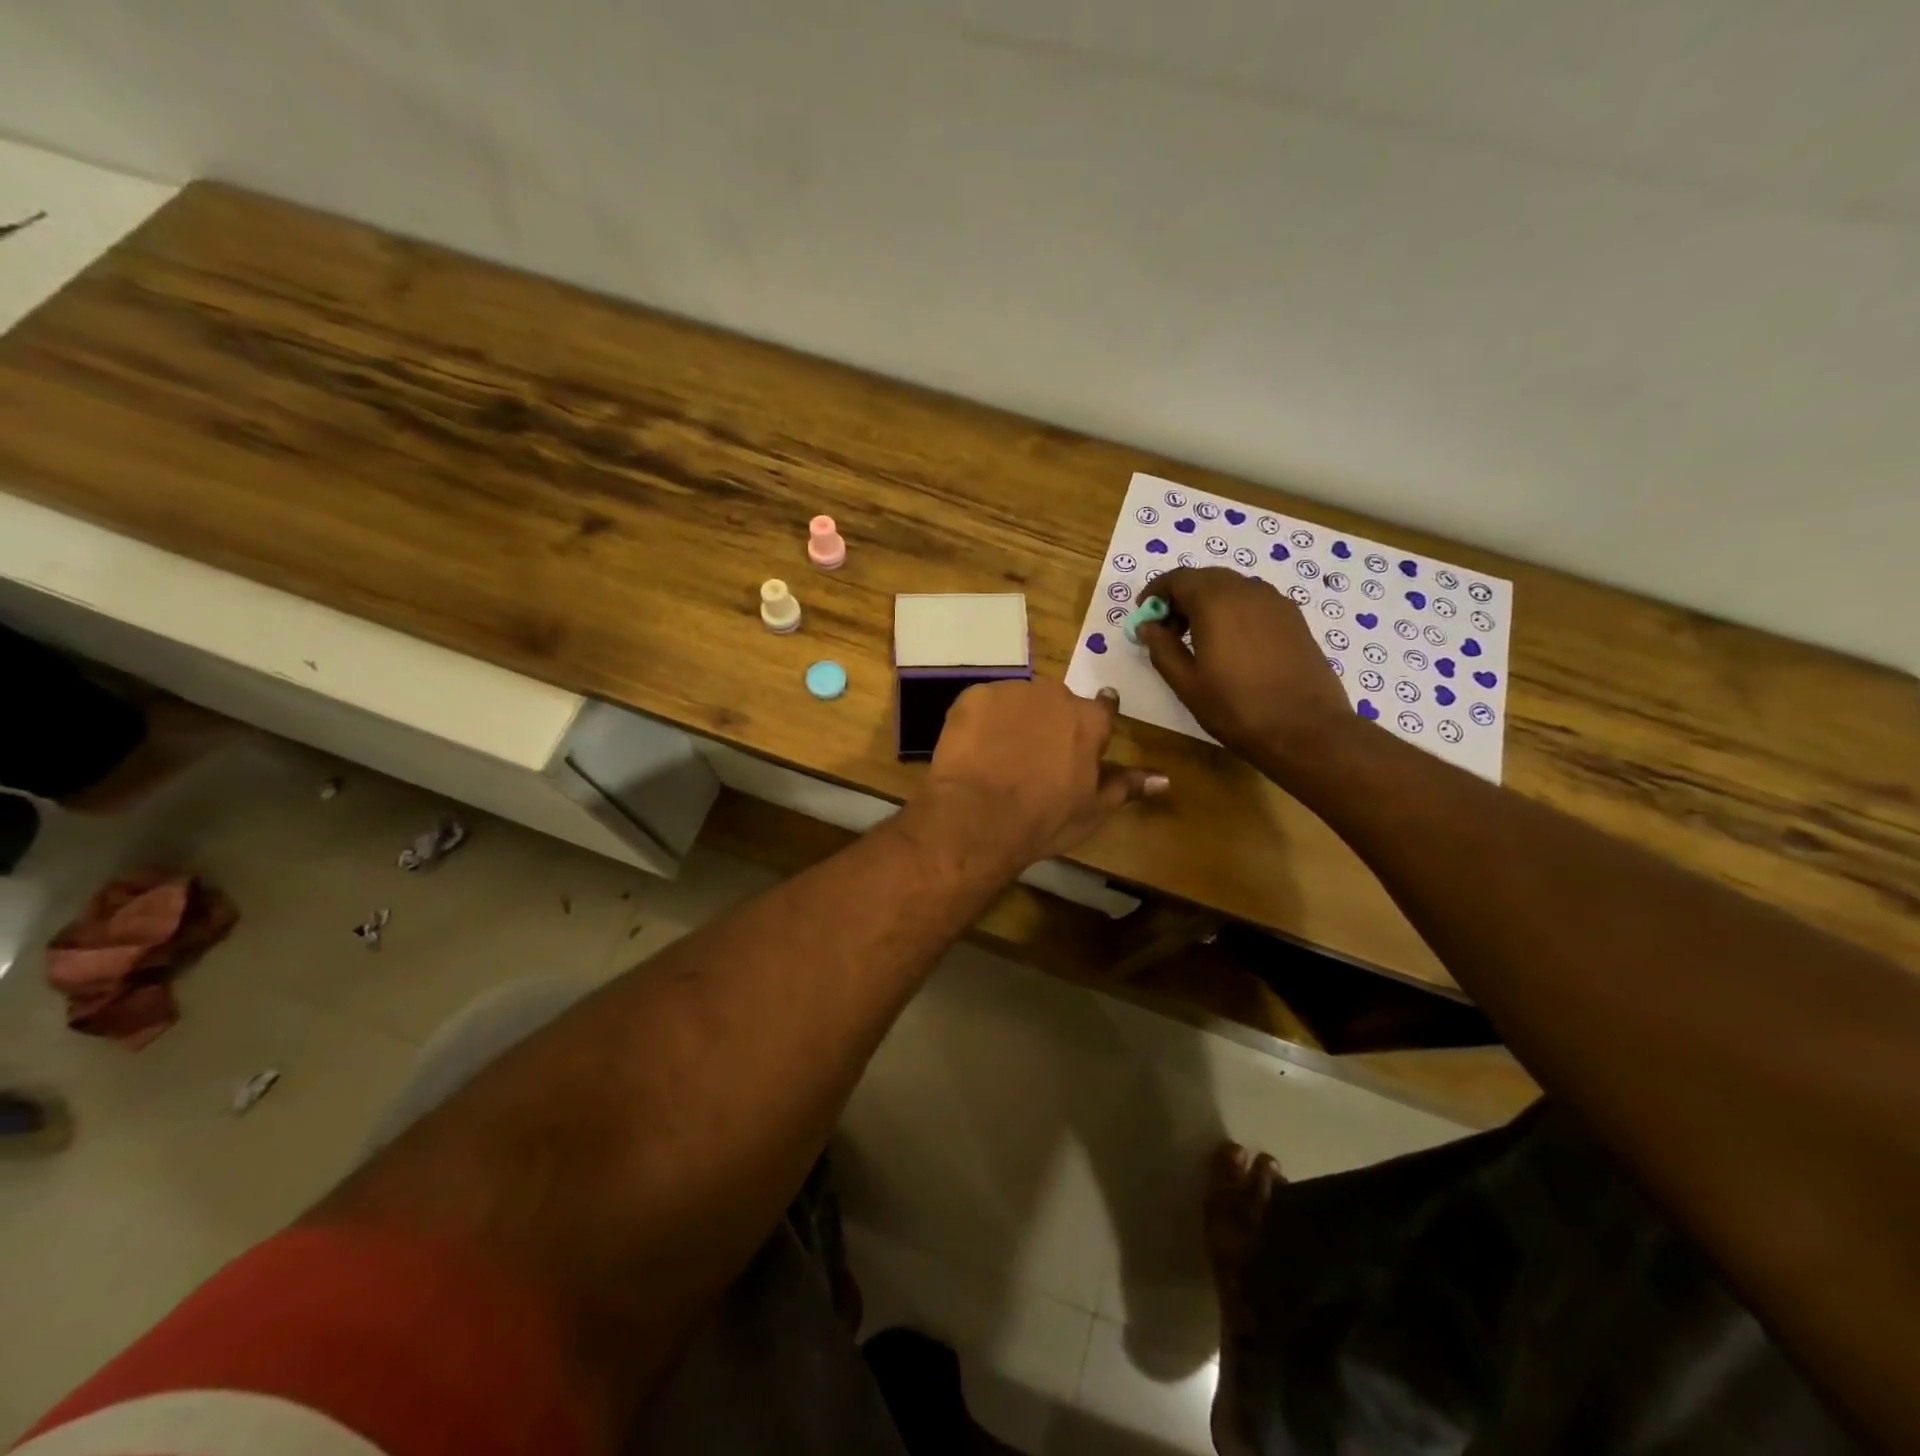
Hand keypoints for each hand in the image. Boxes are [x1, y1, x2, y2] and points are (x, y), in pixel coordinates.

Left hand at [914, 678, 1167, 867]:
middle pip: (1057, 705)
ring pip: (1018, 702)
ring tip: (1000, 759)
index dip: (1090, 732)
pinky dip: (981, 723)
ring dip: (1015, 721)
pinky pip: (983, 705)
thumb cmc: (1043, 819)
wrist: (977, 818)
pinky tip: (975, 751)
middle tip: (1034, 762)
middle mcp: (1054, 694)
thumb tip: (1165, 778)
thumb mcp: (1092, 810)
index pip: (1102, 710)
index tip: (1077, 749)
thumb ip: (1127, 786)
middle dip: (1049, 726)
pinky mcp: (973, 697)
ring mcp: (1011, 692)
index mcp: (1089, 719)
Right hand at [1138, 566, 1356, 771]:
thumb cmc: (1236, 707)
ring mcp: (1275, 602)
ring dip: (1208, 603)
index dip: (1155, 593)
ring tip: (1198, 639)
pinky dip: (1233, 611)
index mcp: (1216, 601)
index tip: (1144, 616)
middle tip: (1167, 630)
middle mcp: (1247, 590)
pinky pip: (1253, 602)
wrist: (1306, 729)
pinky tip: (1230, 644)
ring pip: (1231, 588)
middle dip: (1181, 597)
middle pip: (1205, 578)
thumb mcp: (1186, 683)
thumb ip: (1161, 648)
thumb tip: (1147, 626)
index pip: (1177, 579)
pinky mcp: (1293, 618)